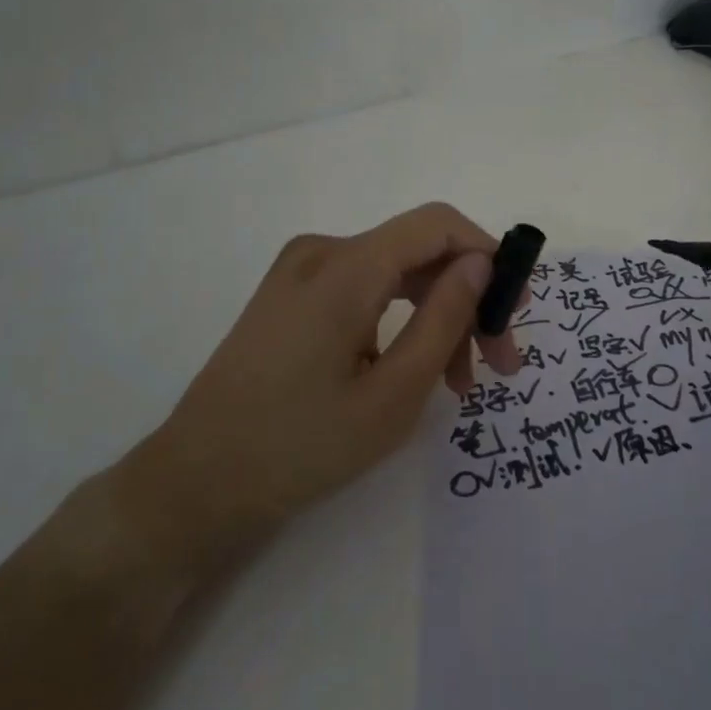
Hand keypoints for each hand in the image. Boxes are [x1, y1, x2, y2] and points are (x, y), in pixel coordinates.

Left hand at [118, 203, 521, 574]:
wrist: (194, 484)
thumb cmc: (300, 447)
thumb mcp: (393, 393)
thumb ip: (445, 318)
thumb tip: (481, 263)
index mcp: (346, 267)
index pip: (438, 225)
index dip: (488, 255)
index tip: (516, 310)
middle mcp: (322, 252)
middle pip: (419, 252)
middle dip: (467, 300)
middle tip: (498, 366)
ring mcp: (300, 272)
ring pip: (394, 274)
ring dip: (436, 316)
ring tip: (458, 384)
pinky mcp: (290, 296)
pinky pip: (363, 289)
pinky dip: (399, 320)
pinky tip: (408, 370)